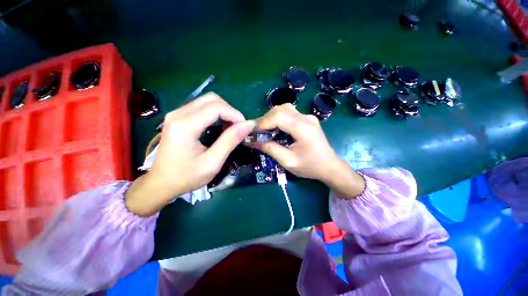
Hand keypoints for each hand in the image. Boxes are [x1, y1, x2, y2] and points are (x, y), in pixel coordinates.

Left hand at [125, 93, 254, 215]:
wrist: (161, 183)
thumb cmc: (187, 176)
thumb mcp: (213, 162)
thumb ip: (230, 141)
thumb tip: (248, 125)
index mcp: (185, 126)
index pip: (216, 107)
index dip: (235, 115)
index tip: (245, 128)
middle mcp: (178, 114)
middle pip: (212, 99)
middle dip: (230, 111)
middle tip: (238, 128)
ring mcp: (176, 113)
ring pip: (207, 100)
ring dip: (224, 111)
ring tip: (230, 128)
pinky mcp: (178, 117)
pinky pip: (201, 106)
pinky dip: (216, 113)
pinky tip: (219, 126)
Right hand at [255, 104, 364, 197]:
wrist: (330, 167)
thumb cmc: (310, 166)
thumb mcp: (288, 161)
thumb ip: (270, 149)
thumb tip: (252, 141)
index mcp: (303, 128)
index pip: (278, 116)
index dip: (263, 122)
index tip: (253, 132)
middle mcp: (306, 118)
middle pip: (280, 109)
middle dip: (265, 119)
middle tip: (257, 131)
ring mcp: (308, 117)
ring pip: (284, 109)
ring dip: (271, 117)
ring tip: (264, 130)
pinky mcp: (307, 119)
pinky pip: (289, 113)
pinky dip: (278, 118)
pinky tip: (275, 128)